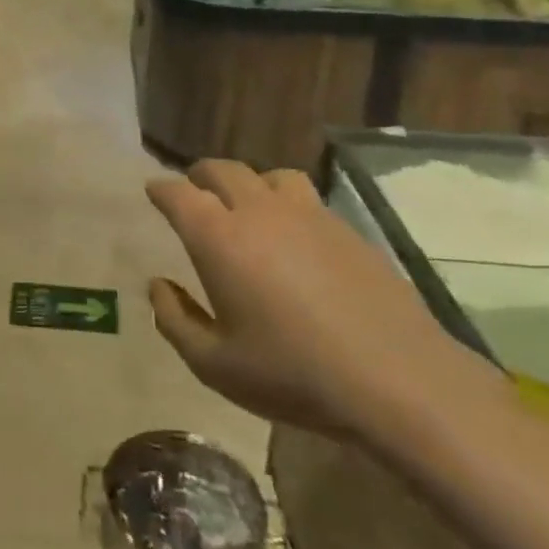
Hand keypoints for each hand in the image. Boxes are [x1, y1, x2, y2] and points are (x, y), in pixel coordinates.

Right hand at [145, 161, 502, 442]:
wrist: (395, 378)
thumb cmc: (293, 373)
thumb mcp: (215, 364)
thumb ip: (175, 320)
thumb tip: (158, 286)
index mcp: (218, 237)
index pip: (178, 193)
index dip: (161, 189)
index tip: (153, 192)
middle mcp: (258, 210)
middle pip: (222, 170)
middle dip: (200, 176)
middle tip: (194, 193)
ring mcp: (307, 213)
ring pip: (268, 175)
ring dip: (248, 183)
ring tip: (246, 206)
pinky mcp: (345, 227)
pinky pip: (305, 195)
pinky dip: (285, 201)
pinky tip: (293, 234)